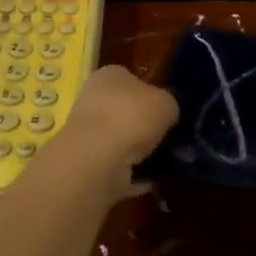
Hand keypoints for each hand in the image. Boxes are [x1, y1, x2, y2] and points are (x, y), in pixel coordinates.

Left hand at [27, 65, 177, 204]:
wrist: (97, 159)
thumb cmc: (132, 116)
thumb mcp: (167, 102)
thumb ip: (169, 105)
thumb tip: (167, 114)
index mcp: (109, 76)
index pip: (131, 78)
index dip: (150, 93)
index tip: (166, 110)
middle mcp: (93, 99)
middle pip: (124, 110)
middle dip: (144, 124)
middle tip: (169, 137)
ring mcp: (87, 133)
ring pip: (120, 140)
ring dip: (139, 151)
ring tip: (165, 160)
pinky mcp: (87, 164)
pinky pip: (116, 167)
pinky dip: (132, 174)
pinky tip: (150, 180)